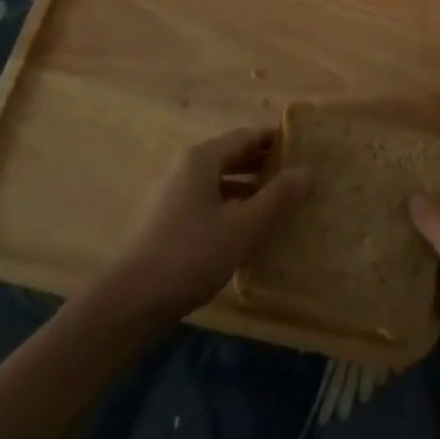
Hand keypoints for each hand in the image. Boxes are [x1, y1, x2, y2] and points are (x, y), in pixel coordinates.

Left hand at [98, 127, 313, 323]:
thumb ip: (279, 197)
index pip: (245, 136)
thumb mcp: (244, 227)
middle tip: (295, 177)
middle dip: (262, 164)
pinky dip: (228, 204)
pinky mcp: (164, 220)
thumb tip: (309, 170)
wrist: (129, 302)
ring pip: (216, 180)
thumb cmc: (191, 255)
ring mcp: (170, 194)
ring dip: (246, 187)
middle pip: (230, 155)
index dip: (274, 141)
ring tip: (276, 203)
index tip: (302, 149)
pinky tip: (243, 229)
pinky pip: (204, 200)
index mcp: (201, 159)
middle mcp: (184, 167)